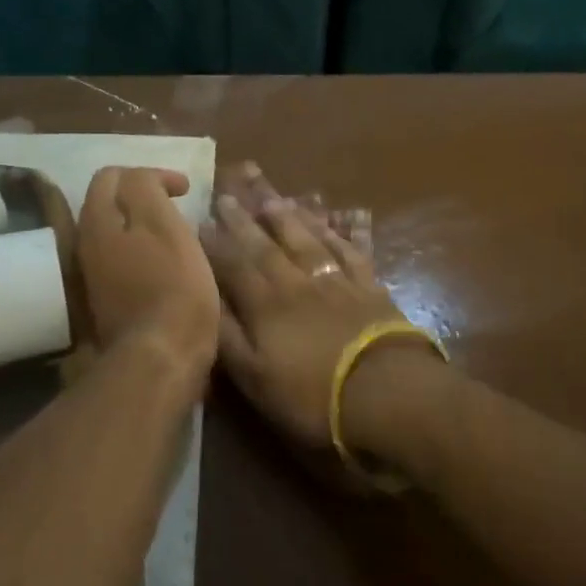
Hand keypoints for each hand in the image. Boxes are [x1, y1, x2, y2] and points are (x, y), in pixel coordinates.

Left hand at [78, 168, 217, 389]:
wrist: (162, 356)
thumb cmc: (174, 286)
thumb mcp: (165, 225)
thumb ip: (146, 190)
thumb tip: (143, 179)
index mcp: (98, 221)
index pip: (113, 175)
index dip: (153, 173)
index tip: (185, 191)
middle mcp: (85, 244)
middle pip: (108, 203)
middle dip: (142, 196)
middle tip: (177, 206)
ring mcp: (93, 275)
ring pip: (114, 232)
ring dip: (141, 224)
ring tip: (174, 233)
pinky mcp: (106, 300)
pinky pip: (120, 259)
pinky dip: (140, 250)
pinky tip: (165, 264)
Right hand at [202, 164, 415, 450]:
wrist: (385, 391)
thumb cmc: (312, 395)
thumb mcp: (255, 377)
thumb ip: (227, 335)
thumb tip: (203, 297)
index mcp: (266, 304)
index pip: (234, 265)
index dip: (215, 243)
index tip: (201, 218)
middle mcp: (298, 281)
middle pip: (267, 243)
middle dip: (245, 217)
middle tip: (230, 190)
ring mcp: (337, 280)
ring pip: (308, 238)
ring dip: (289, 215)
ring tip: (273, 195)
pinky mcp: (370, 285)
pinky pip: (353, 248)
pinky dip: (345, 230)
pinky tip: (342, 215)